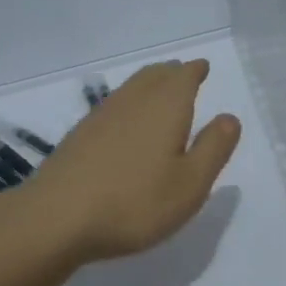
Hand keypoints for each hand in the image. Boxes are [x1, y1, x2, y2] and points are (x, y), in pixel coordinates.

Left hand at [24, 59, 240, 263]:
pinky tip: (125, 122)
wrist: (56, 218)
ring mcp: (102, 116)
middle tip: (183, 74)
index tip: (202, 67)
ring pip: (132, 88)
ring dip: (149, 84)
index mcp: (166, 107)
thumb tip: (229, 118)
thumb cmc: (135, 202)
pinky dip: (128, 103)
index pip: (184, 77)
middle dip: (172, 73)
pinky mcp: (80, 136)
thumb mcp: (190, 184)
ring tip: (158, 91)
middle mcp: (134, 102)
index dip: (195, 71)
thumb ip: (213, 148)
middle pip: (155, 76)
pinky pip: (113, 105)